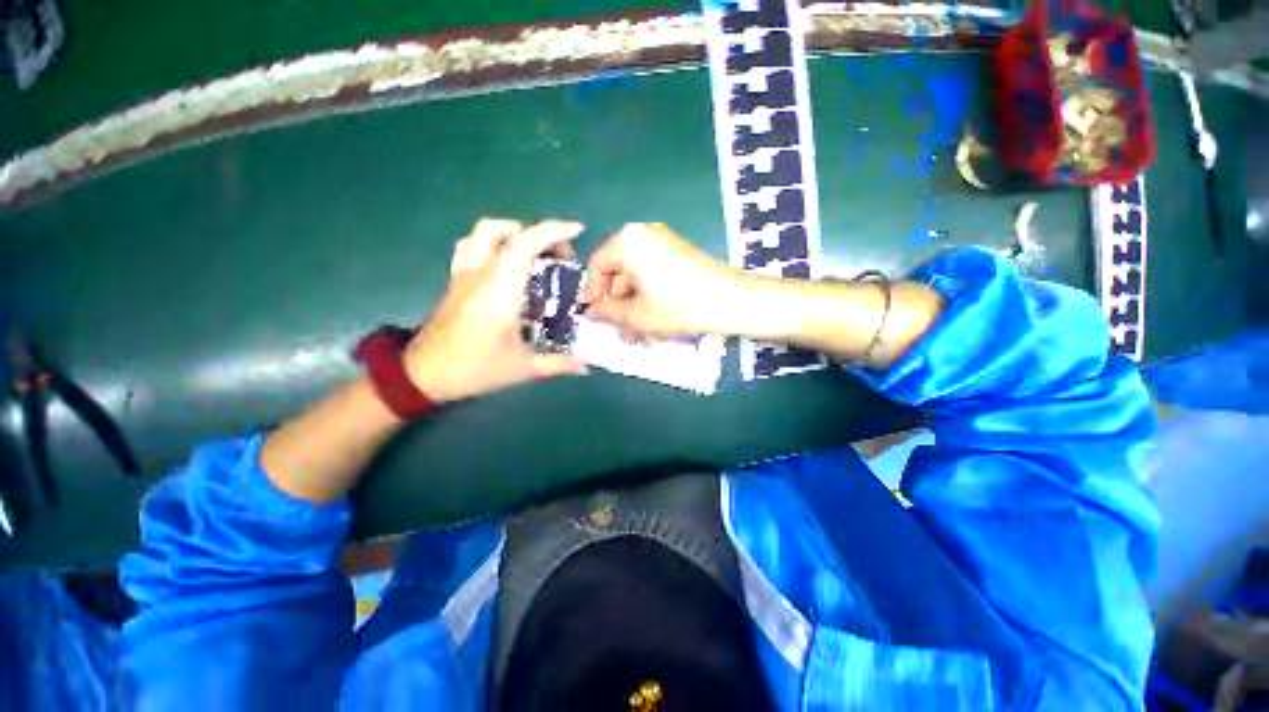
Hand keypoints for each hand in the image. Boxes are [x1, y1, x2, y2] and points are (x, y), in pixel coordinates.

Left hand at [404, 218, 588, 402]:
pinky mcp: (455, 280)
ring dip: (514, 232)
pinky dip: (492, 241)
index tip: (577, 231)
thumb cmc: (475, 369)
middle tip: (560, 256)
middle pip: (508, 232)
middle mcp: (480, 275)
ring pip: (484, 232)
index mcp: (499, 292)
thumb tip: (586, 366)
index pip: (524, 245)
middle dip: (541, 234)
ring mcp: (464, 274)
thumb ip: (557, 363)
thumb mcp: (522, 369)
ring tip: (535, 252)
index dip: (552, 232)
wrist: (423, 375)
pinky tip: (505, 260)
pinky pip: (471, 245)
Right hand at [582, 223, 736, 336]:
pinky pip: (652, 273)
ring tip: (640, 333)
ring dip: (634, 304)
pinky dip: (649, 295)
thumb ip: (608, 313)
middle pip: (618, 270)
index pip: (597, 264)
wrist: (731, 300)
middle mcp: (643, 234)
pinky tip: (654, 320)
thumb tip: (590, 311)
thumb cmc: (678, 306)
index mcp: (628, 242)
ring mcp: (663, 241)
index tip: (596, 315)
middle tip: (621, 330)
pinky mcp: (678, 252)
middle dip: (618, 303)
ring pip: (636, 275)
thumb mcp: (637, 315)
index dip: (593, 292)